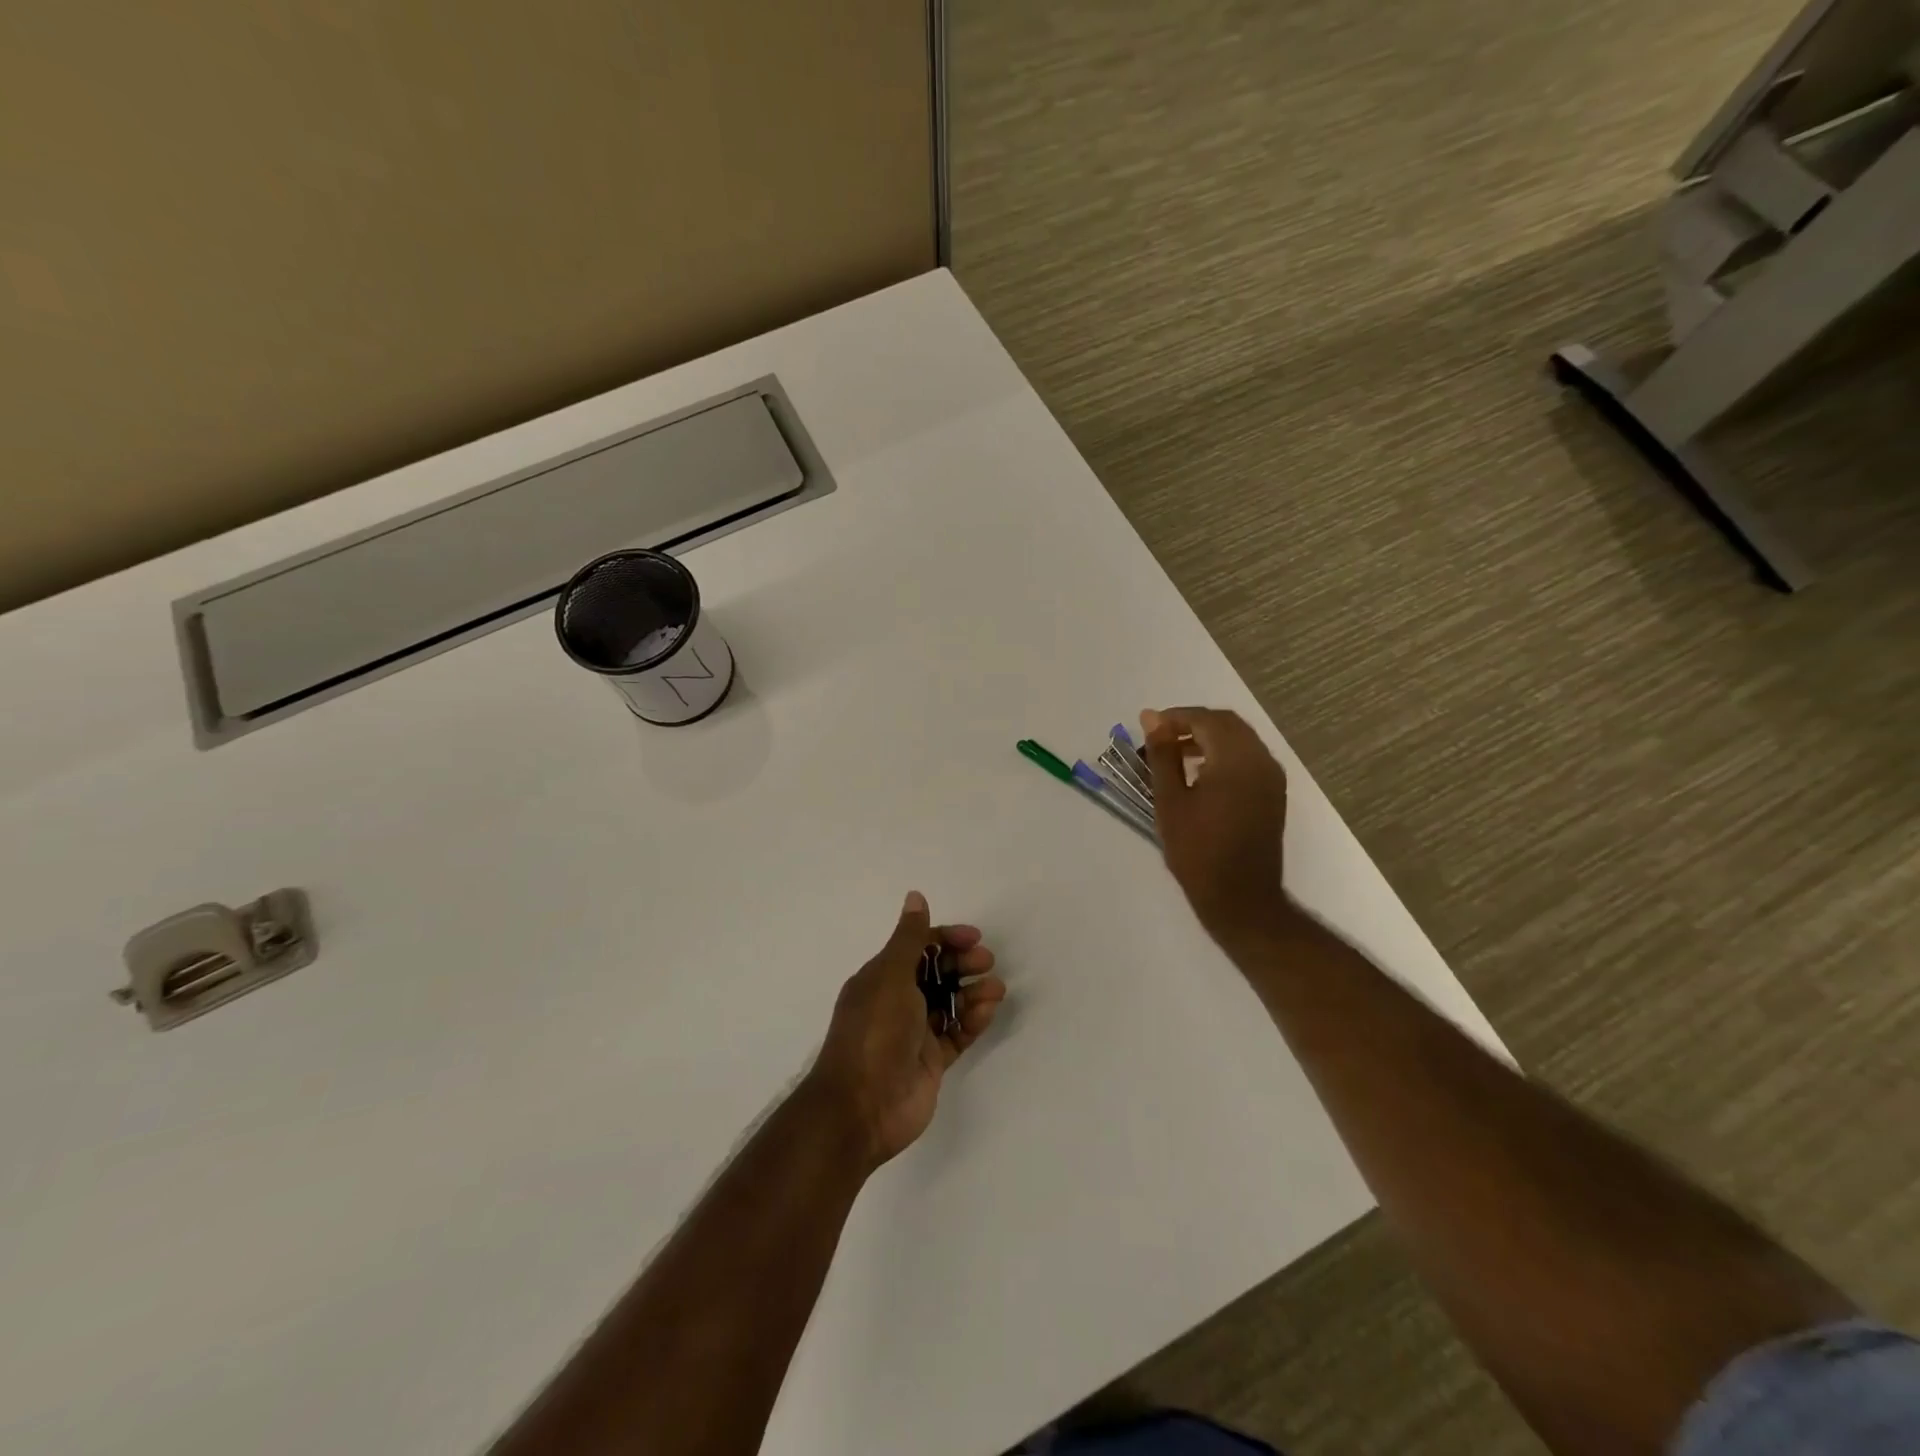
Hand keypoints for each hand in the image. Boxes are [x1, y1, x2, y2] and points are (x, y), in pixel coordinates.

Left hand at [808, 891, 1005, 1169]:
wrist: (862, 1106)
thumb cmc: (875, 1032)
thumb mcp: (890, 976)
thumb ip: (909, 938)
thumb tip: (915, 896)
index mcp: (881, 978)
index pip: (918, 949)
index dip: (945, 939)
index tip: (973, 937)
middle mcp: (898, 1002)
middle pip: (937, 974)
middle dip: (962, 964)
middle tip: (987, 962)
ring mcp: (916, 1033)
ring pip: (950, 1003)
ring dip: (973, 992)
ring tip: (996, 989)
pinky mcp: (932, 1061)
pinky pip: (957, 1033)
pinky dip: (973, 1020)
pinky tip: (988, 1011)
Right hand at [1142, 706, 1290, 948]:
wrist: (1240, 897)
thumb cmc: (1197, 851)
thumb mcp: (1170, 801)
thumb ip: (1162, 754)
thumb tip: (1152, 718)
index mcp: (1236, 759)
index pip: (1205, 719)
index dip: (1175, 717)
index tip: (1147, 727)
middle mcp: (1261, 760)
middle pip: (1226, 724)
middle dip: (1192, 724)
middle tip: (1160, 739)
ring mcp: (1272, 777)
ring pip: (1239, 739)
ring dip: (1208, 738)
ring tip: (1174, 756)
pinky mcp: (1274, 793)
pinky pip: (1248, 758)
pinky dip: (1223, 754)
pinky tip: (1200, 774)